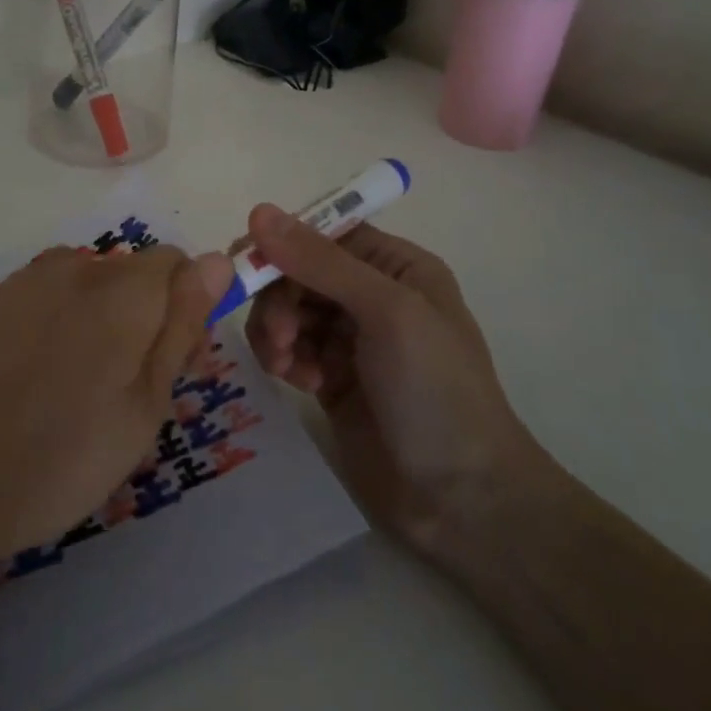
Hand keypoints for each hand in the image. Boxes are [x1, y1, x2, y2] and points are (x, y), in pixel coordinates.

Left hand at [0, 244, 233, 580]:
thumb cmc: (58, 457)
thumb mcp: (143, 407)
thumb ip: (182, 326)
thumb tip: (218, 261)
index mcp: (124, 288)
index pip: (181, 265)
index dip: (189, 311)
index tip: (177, 367)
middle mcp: (79, 265)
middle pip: (138, 275)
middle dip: (149, 319)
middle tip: (132, 394)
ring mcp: (33, 279)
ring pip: (98, 288)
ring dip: (108, 323)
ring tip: (84, 394)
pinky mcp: (0, 299)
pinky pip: (57, 298)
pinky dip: (69, 326)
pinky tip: (44, 382)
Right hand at [241, 205, 544, 554]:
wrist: (462, 499)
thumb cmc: (435, 389)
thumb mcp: (387, 312)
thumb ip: (321, 262)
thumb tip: (259, 211)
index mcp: (396, 266)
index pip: (326, 233)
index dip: (285, 242)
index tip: (249, 262)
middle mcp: (372, 294)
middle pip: (300, 271)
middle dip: (280, 296)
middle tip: (279, 334)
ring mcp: (350, 339)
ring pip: (288, 309)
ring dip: (276, 329)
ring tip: (284, 363)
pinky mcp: (331, 378)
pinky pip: (290, 348)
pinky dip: (284, 358)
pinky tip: (298, 382)